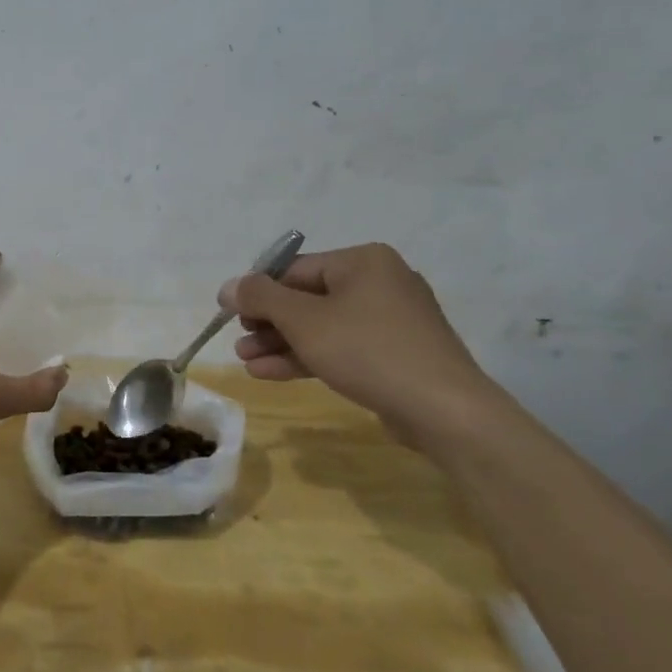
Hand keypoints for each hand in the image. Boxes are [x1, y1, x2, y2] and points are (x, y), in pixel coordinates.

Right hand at [220, 242, 501, 443]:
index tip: (231, 315)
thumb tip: (228, 286)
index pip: (295, 269)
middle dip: (268, 323)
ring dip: (281, 343)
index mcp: (363, 261)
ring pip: (322, 326)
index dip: (258, 291)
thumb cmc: (368, 350)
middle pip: (307, 298)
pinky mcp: (394, 354)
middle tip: (238, 342)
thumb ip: (261, 297)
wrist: (443, 410)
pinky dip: (308, 357)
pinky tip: (271, 373)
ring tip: (246, 362)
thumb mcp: (304, 320)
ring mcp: (390, 321)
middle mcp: (380, 282)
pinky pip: (342, 347)